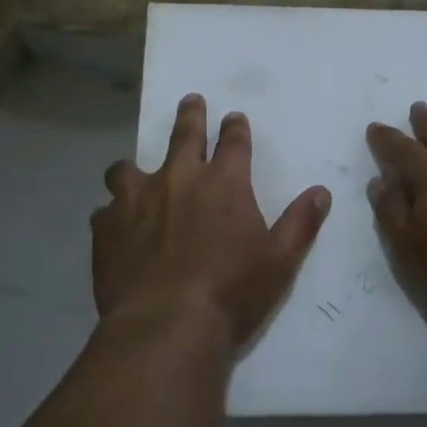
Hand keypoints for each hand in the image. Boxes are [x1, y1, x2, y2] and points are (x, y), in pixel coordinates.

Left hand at [92, 94, 331, 352]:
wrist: (166, 325)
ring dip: (133, 168)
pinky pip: (104, 210)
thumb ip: (300, 223)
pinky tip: (113, 227)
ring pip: (127, 167)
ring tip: (132, 172)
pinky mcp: (107, 226)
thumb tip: (321, 192)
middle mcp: (178, 179)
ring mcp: (136, 200)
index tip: (234, 117)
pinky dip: (111, 214)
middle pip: (184, 134)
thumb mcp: (279, 261)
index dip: (235, 127)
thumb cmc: (231, 293)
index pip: (233, 142)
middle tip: (191, 101)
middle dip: (190, 115)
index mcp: (224, 184)